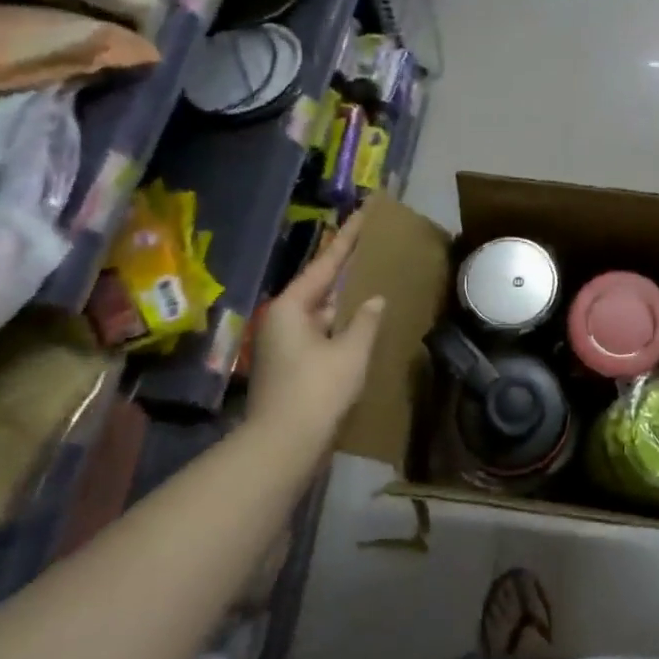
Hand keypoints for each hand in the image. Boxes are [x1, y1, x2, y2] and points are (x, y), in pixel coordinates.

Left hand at [243, 211, 385, 448]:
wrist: (283, 445)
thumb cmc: (316, 390)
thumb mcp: (350, 352)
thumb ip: (365, 321)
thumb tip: (375, 299)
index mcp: (291, 306)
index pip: (326, 262)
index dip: (349, 237)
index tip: (364, 212)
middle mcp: (283, 319)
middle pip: (321, 285)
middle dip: (347, 267)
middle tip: (373, 244)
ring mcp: (286, 343)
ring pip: (322, 311)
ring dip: (346, 299)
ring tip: (374, 278)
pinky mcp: (293, 365)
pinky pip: (322, 332)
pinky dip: (342, 324)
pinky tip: (364, 322)